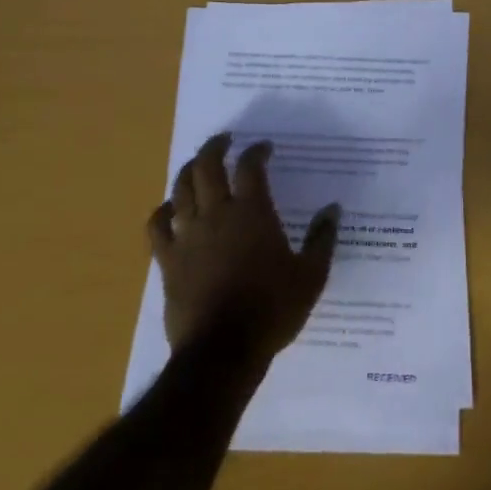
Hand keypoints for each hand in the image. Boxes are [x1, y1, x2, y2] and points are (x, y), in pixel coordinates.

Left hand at [147, 133, 339, 360]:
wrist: (222, 349)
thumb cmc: (272, 309)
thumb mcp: (311, 275)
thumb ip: (322, 238)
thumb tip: (332, 209)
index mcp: (253, 213)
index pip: (250, 167)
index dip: (256, 151)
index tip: (264, 147)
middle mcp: (217, 214)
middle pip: (207, 167)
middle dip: (216, 147)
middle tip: (225, 140)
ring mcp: (188, 235)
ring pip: (180, 189)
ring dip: (189, 170)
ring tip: (198, 165)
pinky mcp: (168, 260)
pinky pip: (158, 226)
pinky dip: (163, 210)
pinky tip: (170, 208)